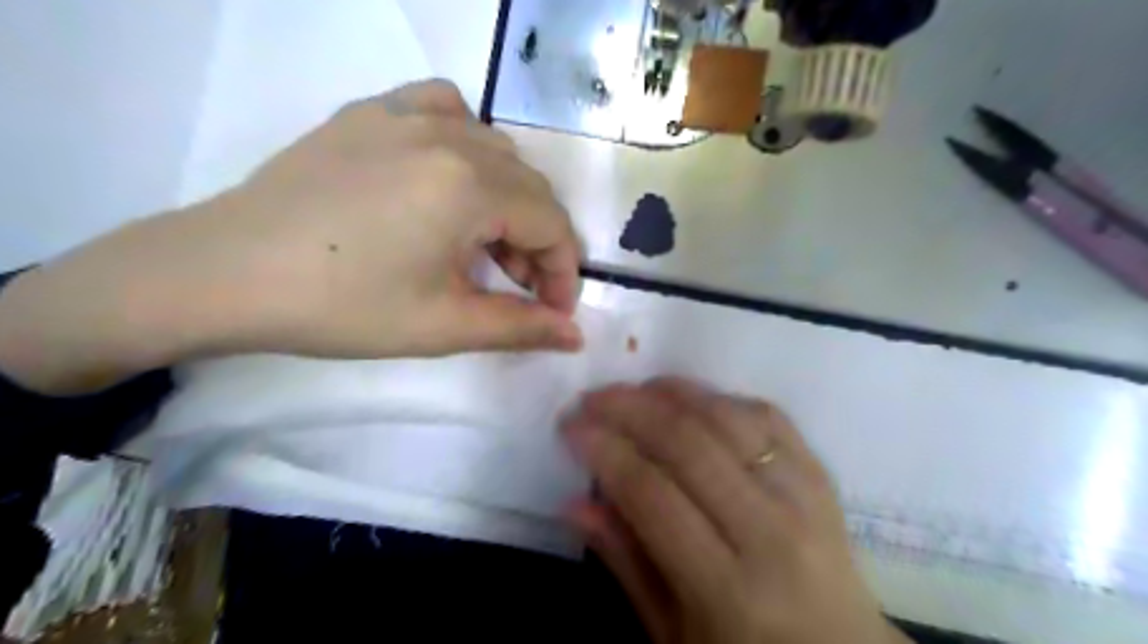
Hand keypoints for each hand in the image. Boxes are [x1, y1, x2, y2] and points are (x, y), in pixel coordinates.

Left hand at [0, 81, 584, 391]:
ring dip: (509, 199)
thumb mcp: (443, 326)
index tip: (554, 311)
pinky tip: (452, 174)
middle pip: (529, 188)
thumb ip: (521, 328)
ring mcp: (405, 115)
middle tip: (520, 288)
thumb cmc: (343, 306)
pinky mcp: (370, 114)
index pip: (551, 224)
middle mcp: (449, 136)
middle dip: (539, 243)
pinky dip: (468, 141)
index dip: (564, 272)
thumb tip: (576, 336)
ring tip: (484, 242)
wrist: (224, 274)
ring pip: (495, 150)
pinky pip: (444, 108)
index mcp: (470, 186)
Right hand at [562, 378, 910, 642]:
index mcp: (728, 590)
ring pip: (729, 419)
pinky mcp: (821, 476)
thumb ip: (624, 563)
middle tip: (592, 398)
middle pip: (689, 445)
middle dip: (629, 410)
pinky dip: (721, 398)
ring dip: (673, 393)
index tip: (571, 426)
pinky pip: (768, 417)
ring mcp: (804, 497)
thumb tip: (572, 502)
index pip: (653, 495)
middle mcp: (771, 533)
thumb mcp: (672, 634)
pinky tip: (689, 398)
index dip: (604, 451)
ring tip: (633, 390)